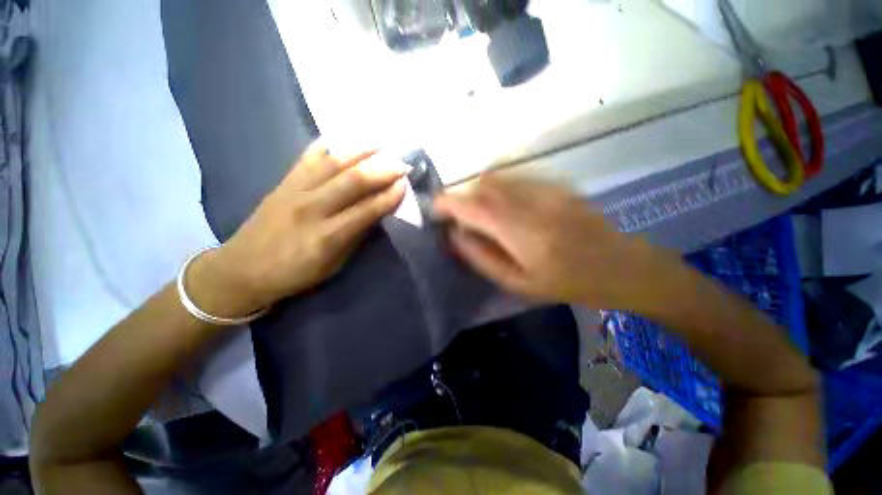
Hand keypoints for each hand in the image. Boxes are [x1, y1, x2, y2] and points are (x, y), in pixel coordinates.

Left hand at [189, 143, 408, 316]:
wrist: (242, 269)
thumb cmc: (294, 274)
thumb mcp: (333, 265)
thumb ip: (355, 236)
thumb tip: (377, 213)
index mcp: (327, 236)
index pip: (367, 210)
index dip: (389, 196)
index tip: (405, 184)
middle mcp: (312, 208)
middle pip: (353, 180)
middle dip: (382, 169)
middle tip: (401, 163)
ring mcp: (294, 190)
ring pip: (332, 162)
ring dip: (360, 151)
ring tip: (380, 144)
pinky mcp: (282, 182)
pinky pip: (307, 157)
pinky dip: (328, 146)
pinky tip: (343, 140)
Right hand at [433, 176, 684, 310]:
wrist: (621, 265)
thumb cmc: (568, 283)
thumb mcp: (517, 283)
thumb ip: (481, 257)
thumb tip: (454, 235)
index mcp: (521, 232)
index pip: (472, 206)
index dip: (447, 203)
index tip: (435, 210)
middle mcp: (531, 202)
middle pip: (482, 185)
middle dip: (462, 198)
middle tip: (459, 219)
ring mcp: (546, 188)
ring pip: (498, 178)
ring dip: (479, 193)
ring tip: (481, 215)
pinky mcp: (555, 184)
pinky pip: (515, 179)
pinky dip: (499, 189)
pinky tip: (506, 208)